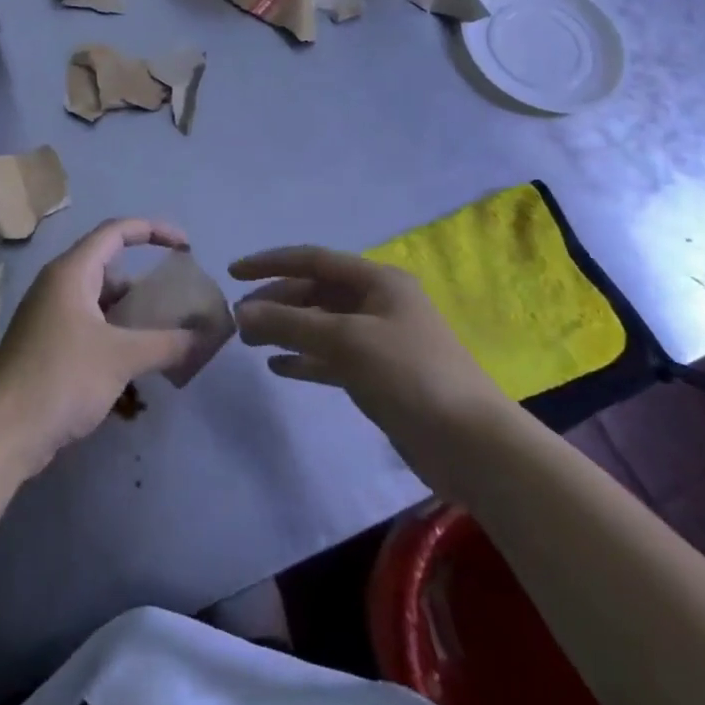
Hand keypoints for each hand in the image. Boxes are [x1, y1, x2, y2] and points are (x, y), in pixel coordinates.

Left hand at [0, 219, 196, 475]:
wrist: (3, 430)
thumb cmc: (61, 378)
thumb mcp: (121, 357)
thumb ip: (166, 343)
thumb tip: (203, 336)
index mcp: (71, 272)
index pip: (116, 231)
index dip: (153, 230)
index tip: (185, 245)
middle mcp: (57, 285)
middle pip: (108, 265)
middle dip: (145, 279)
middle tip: (177, 298)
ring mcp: (49, 315)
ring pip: (99, 299)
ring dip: (131, 310)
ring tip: (165, 331)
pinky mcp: (47, 343)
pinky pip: (89, 323)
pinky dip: (115, 332)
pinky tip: (136, 358)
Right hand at [230, 246, 518, 490]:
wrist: (470, 444)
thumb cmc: (410, 375)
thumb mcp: (346, 341)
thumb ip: (290, 323)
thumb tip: (240, 312)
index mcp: (377, 281)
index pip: (314, 259)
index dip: (271, 263)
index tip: (233, 273)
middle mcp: (377, 304)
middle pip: (315, 292)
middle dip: (277, 303)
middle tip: (240, 321)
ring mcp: (379, 341)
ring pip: (321, 325)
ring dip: (286, 330)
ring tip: (250, 343)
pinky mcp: (378, 376)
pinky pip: (331, 358)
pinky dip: (305, 359)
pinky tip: (279, 368)